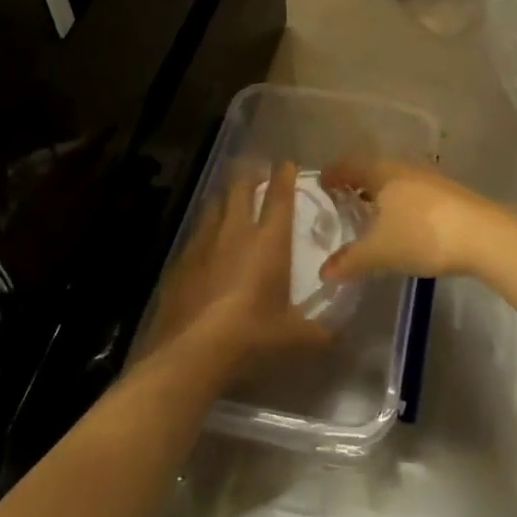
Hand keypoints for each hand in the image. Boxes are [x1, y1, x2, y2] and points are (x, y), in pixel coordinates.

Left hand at [146, 161, 333, 373]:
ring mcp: (203, 243)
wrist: (192, 352)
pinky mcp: (180, 261)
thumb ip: (317, 332)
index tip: (287, 164)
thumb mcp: (292, 337)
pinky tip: (206, 242)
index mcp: (269, 241)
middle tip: (258, 175)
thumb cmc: (251, 335)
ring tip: (230, 200)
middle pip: (240, 188)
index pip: (279, 197)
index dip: (284, 176)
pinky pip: (195, 233)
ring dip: (224, 198)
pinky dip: (204, 229)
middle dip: (250, 176)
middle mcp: (236, 231)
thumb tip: (336, 336)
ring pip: (214, 204)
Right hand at [317, 160, 500, 281]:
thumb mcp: (380, 251)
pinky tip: (403, 222)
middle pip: (373, 169)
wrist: (483, 234)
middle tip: (342, 199)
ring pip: (396, 180)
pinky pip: (413, 191)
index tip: (322, 183)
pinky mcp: (449, 193)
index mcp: (382, 172)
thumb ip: (350, 260)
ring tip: (371, 213)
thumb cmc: (422, 234)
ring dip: (381, 193)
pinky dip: (400, 202)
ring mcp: (430, 177)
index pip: (350, 165)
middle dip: (357, 183)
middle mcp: (404, 167)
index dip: (334, 173)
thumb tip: (324, 271)